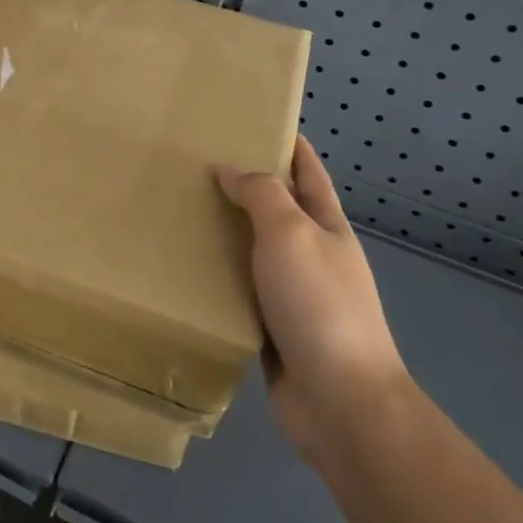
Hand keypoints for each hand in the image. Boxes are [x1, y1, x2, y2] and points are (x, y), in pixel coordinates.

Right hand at [217, 137, 407, 466]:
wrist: (341, 402)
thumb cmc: (319, 304)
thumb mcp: (291, 233)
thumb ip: (261, 195)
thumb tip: (230, 169)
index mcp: (327, 225)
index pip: (308, 172)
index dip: (289, 144)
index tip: (255, 120)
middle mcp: (311, 255)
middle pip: (277, 209)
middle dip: (245, 185)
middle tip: (195, 163)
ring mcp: (293, 295)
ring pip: (253, 251)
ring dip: (225, 232)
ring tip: (181, 209)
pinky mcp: (271, 329)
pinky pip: (239, 291)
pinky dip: (217, 276)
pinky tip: (185, 268)